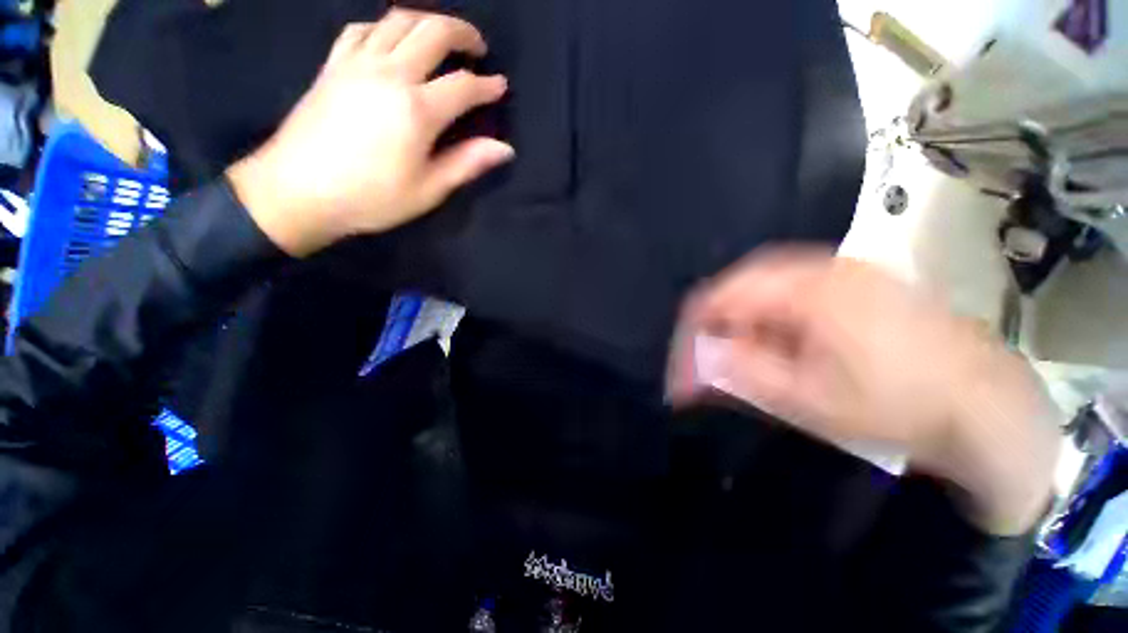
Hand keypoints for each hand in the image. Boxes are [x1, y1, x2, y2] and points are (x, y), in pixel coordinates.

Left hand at [227, 10, 514, 256]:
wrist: (298, 191)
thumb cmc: (371, 198)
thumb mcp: (428, 190)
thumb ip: (467, 163)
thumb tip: (505, 148)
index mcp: (416, 110)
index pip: (463, 86)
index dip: (487, 86)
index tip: (500, 87)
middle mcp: (389, 74)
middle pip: (432, 31)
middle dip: (462, 33)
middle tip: (477, 48)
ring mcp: (357, 63)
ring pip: (397, 20)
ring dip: (427, 22)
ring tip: (441, 38)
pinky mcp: (333, 65)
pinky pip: (362, 29)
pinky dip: (385, 27)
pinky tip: (392, 40)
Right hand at [673, 247, 1060, 534]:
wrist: (986, 402)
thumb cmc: (896, 405)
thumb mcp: (809, 399)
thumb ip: (745, 372)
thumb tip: (701, 357)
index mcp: (810, 290)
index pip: (728, 292)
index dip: (698, 320)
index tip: (686, 348)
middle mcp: (826, 267)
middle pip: (747, 280)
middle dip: (722, 314)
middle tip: (712, 347)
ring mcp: (849, 270)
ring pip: (772, 281)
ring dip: (748, 312)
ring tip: (745, 344)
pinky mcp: (863, 281)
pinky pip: (799, 285)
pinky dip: (777, 309)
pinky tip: (783, 335)